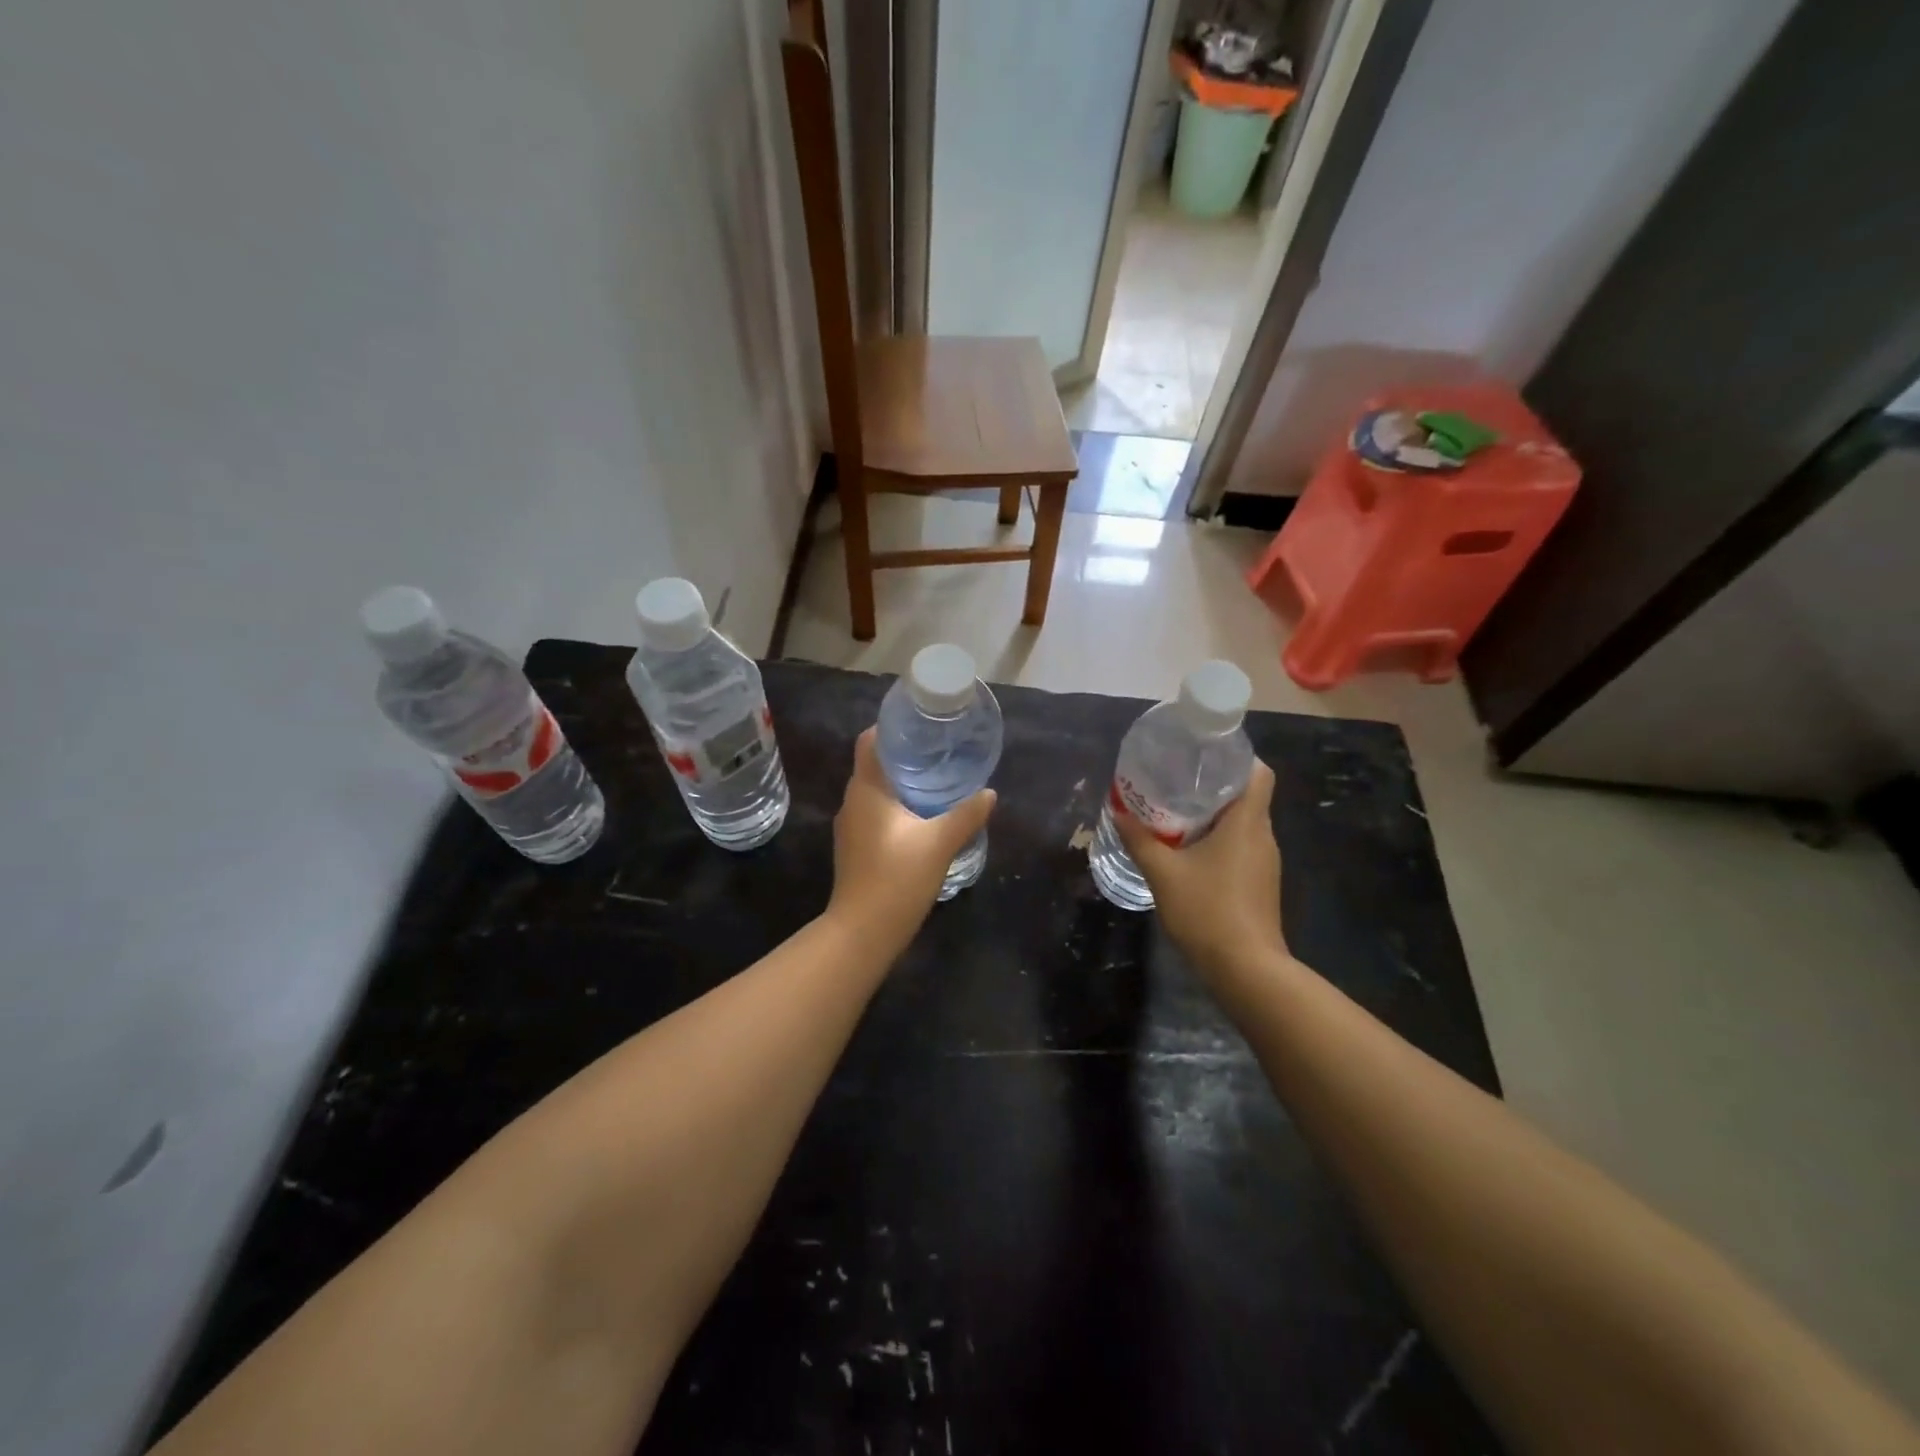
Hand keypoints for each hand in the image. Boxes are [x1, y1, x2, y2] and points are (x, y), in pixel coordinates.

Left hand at [827, 728, 995, 946]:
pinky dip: (897, 807)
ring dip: (902, 784)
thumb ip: (966, 814)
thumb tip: (990, 793)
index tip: (922, 725)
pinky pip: (876, 814)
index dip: (893, 728)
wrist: (863, 932)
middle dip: (905, 756)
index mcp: (866, 790)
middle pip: (875, 765)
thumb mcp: (940, 843)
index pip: (870, 741)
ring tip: (937, 781)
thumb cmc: (897, 878)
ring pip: (876, 792)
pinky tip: (923, 818)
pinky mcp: (856, 848)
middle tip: (940, 752)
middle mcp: (852, 802)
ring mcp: (850, 827)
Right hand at [1113, 759, 1287, 979]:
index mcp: (1247, 823)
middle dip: (1214, 785)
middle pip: (1247, 796)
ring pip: (1242, 824)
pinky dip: (1219, 841)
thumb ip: (1139, 839)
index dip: (1237, 757)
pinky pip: (1240, 847)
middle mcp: (1263, 836)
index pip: (1259, 772)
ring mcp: (1265, 863)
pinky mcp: (1260, 884)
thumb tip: (1118, 811)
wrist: (1246, 970)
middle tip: (1176, 780)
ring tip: (1176, 812)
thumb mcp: (1163, 873)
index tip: (1204, 754)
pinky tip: (1190, 851)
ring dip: (1214, 815)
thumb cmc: (1207, 911)